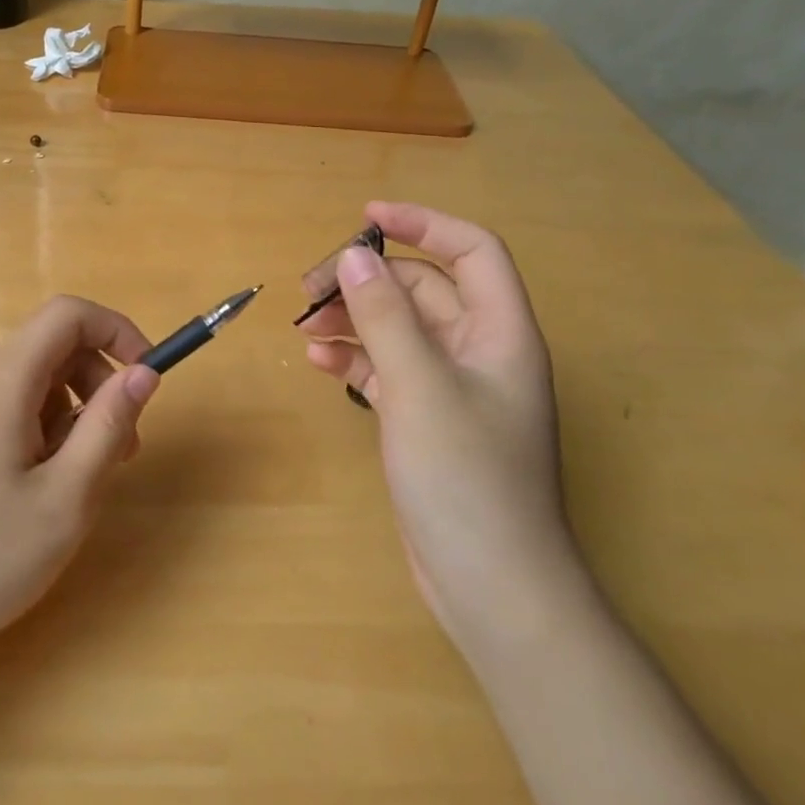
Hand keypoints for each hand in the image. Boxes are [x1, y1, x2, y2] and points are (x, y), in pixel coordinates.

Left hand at [0, 296, 159, 660]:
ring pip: (31, 381)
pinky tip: (37, 488)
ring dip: (71, 413)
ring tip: (79, 480)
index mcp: (1, 381)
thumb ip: (109, 426)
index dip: (117, 330)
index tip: (147, 378)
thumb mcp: (66, 497)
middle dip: (99, 383)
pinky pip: (5, 407)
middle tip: (123, 449)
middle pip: (52, 348)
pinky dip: (39, 429)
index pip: (68, 314)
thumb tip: (143, 372)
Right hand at [298, 202, 571, 643]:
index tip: (366, 218)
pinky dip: (355, 361)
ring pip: (399, 331)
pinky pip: (388, 372)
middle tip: (310, 289)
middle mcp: (479, 352)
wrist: (491, 586)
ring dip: (354, 320)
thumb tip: (356, 255)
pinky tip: (320, 363)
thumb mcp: (420, 387)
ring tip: (305, 326)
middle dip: (368, 281)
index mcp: (500, 332)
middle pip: (423, 289)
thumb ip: (386, 316)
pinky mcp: (426, 421)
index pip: (471, 251)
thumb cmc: (467, 478)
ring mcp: (452, 389)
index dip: (423, 224)